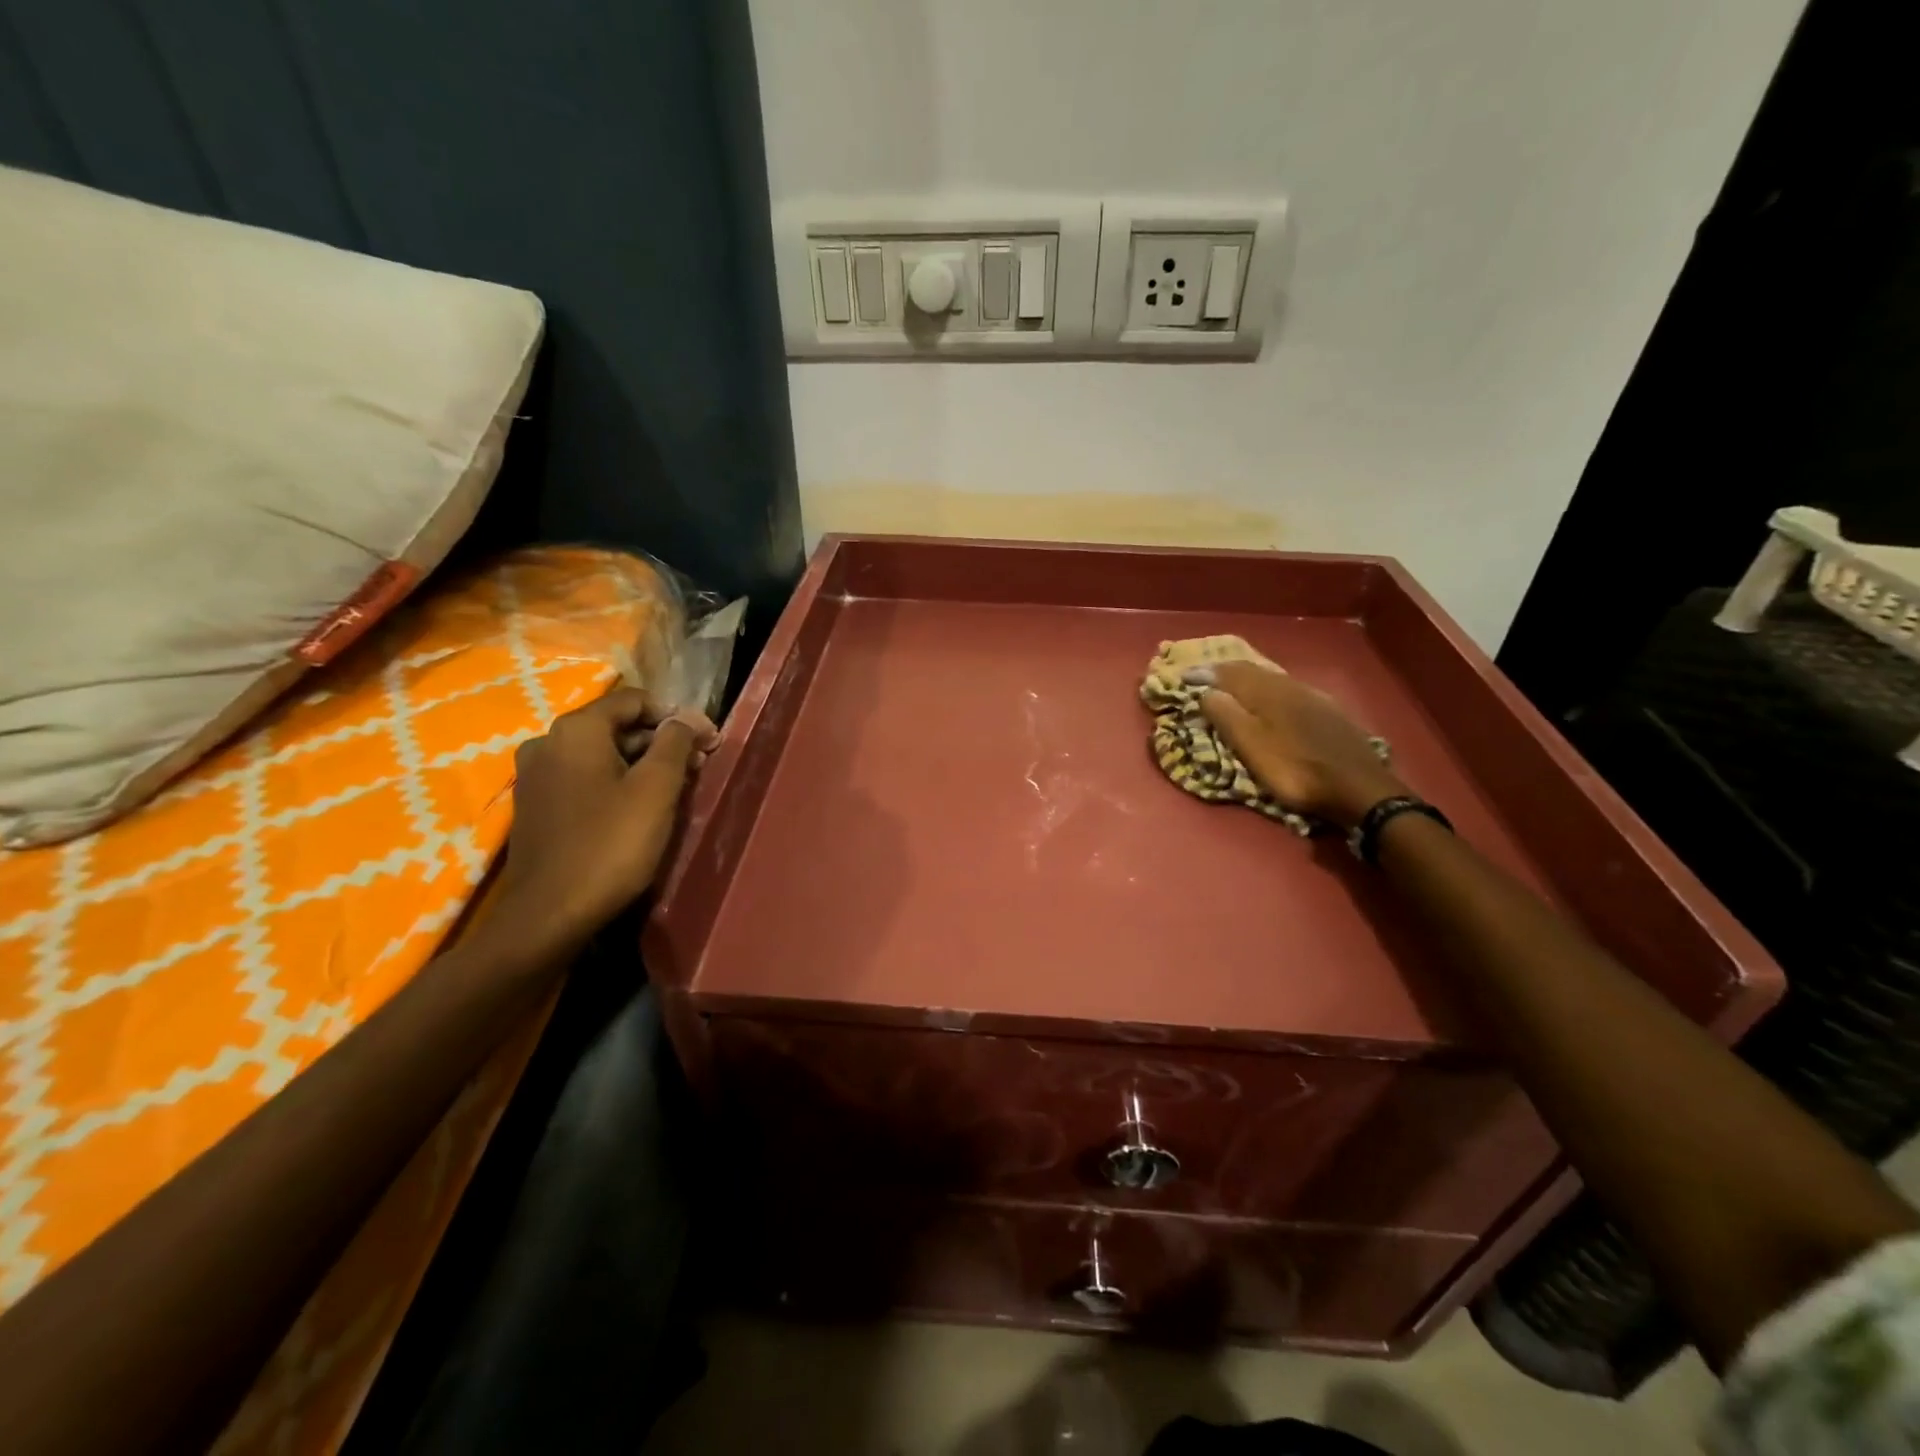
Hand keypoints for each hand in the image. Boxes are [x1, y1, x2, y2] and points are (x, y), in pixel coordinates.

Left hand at [495, 688, 717, 946]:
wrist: (548, 915)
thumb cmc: (610, 845)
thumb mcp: (656, 790)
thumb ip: (675, 743)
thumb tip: (686, 719)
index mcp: (576, 730)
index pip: (634, 700)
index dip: (676, 715)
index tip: (707, 741)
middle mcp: (547, 742)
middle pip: (616, 726)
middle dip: (660, 741)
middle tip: (698, 766)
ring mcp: (535, 776)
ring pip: (600, 754)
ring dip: (640, 763)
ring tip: (675, 788)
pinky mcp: (535, 806)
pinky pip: (583, 778)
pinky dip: (614, 782)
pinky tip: (637, 808)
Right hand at [1191, 661, 1406, 829]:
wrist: (1359, 787)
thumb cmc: (1295, 769)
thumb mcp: (1251, 746)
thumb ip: (1226, 716)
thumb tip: (1205, 691)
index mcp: (1265, 692)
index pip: (1227, 673)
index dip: (1203, 674)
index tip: (1182, 676)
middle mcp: (1288, 686)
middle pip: (1251, 670)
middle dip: (1224, 671)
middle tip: (1204, 675)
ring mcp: (1312, 697)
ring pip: (1271, 678)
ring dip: (1247, 678)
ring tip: (1231, 684)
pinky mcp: (1328, 712)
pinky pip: (1288, 689)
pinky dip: (1268, 689)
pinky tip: (1272, 698)